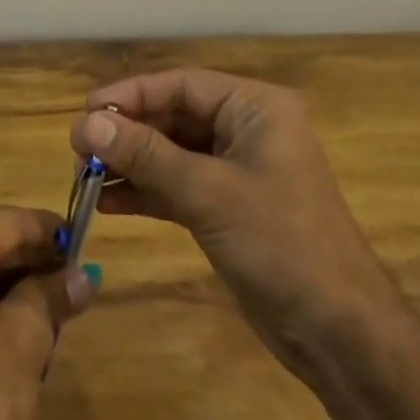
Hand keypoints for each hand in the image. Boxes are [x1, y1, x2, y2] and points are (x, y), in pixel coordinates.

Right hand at [70, 70, 387, 383]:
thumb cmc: (281, 243)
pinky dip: (146, 192)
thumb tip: (85, 125)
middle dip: (128, 133)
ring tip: (85, 177)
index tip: (86, 112)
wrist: (341, 334)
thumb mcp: (208, 193)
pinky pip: (178, 186)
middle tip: (79, 150)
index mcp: (254, 107)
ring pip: (172, 153)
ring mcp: (237, 170)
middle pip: (174, 117)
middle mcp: (246, 129)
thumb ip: (146, 156)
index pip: (181, 85)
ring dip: (131, 163)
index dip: (131, 95)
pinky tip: (109, 202)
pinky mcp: (228, 208)